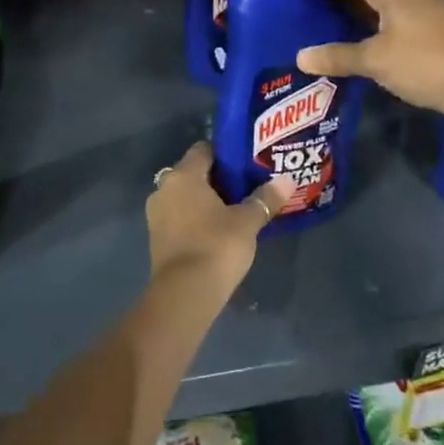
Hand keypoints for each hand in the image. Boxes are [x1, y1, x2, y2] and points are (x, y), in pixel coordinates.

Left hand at [146, 141, 289, 293]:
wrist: (184, 295)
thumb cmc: (216, 246)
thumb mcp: (247, 222)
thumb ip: (265, 198)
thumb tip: (287, 180)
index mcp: (183, 175)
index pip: (204, 149)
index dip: (226, 154)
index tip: (246, 163)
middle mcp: (164, 188)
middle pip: (193, 172)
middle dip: (217, 178)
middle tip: (245, 186)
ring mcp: (157, 214)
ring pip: (185, 196)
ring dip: (205, 200)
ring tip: (234, 209)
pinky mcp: (157, 238)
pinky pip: (179, 216)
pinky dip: (195, 218)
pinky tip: (217, 230)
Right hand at [297, 0, 443, 116]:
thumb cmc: (423, 62)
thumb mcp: (375, 60)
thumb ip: (337, 55)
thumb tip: (300, 56)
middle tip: (295, 11)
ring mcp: (418, 1)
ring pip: (372, 1)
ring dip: (348, 13)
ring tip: (316, 26)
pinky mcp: (427, 21)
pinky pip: (385, 14)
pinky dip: (366, 23)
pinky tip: (351, 39)